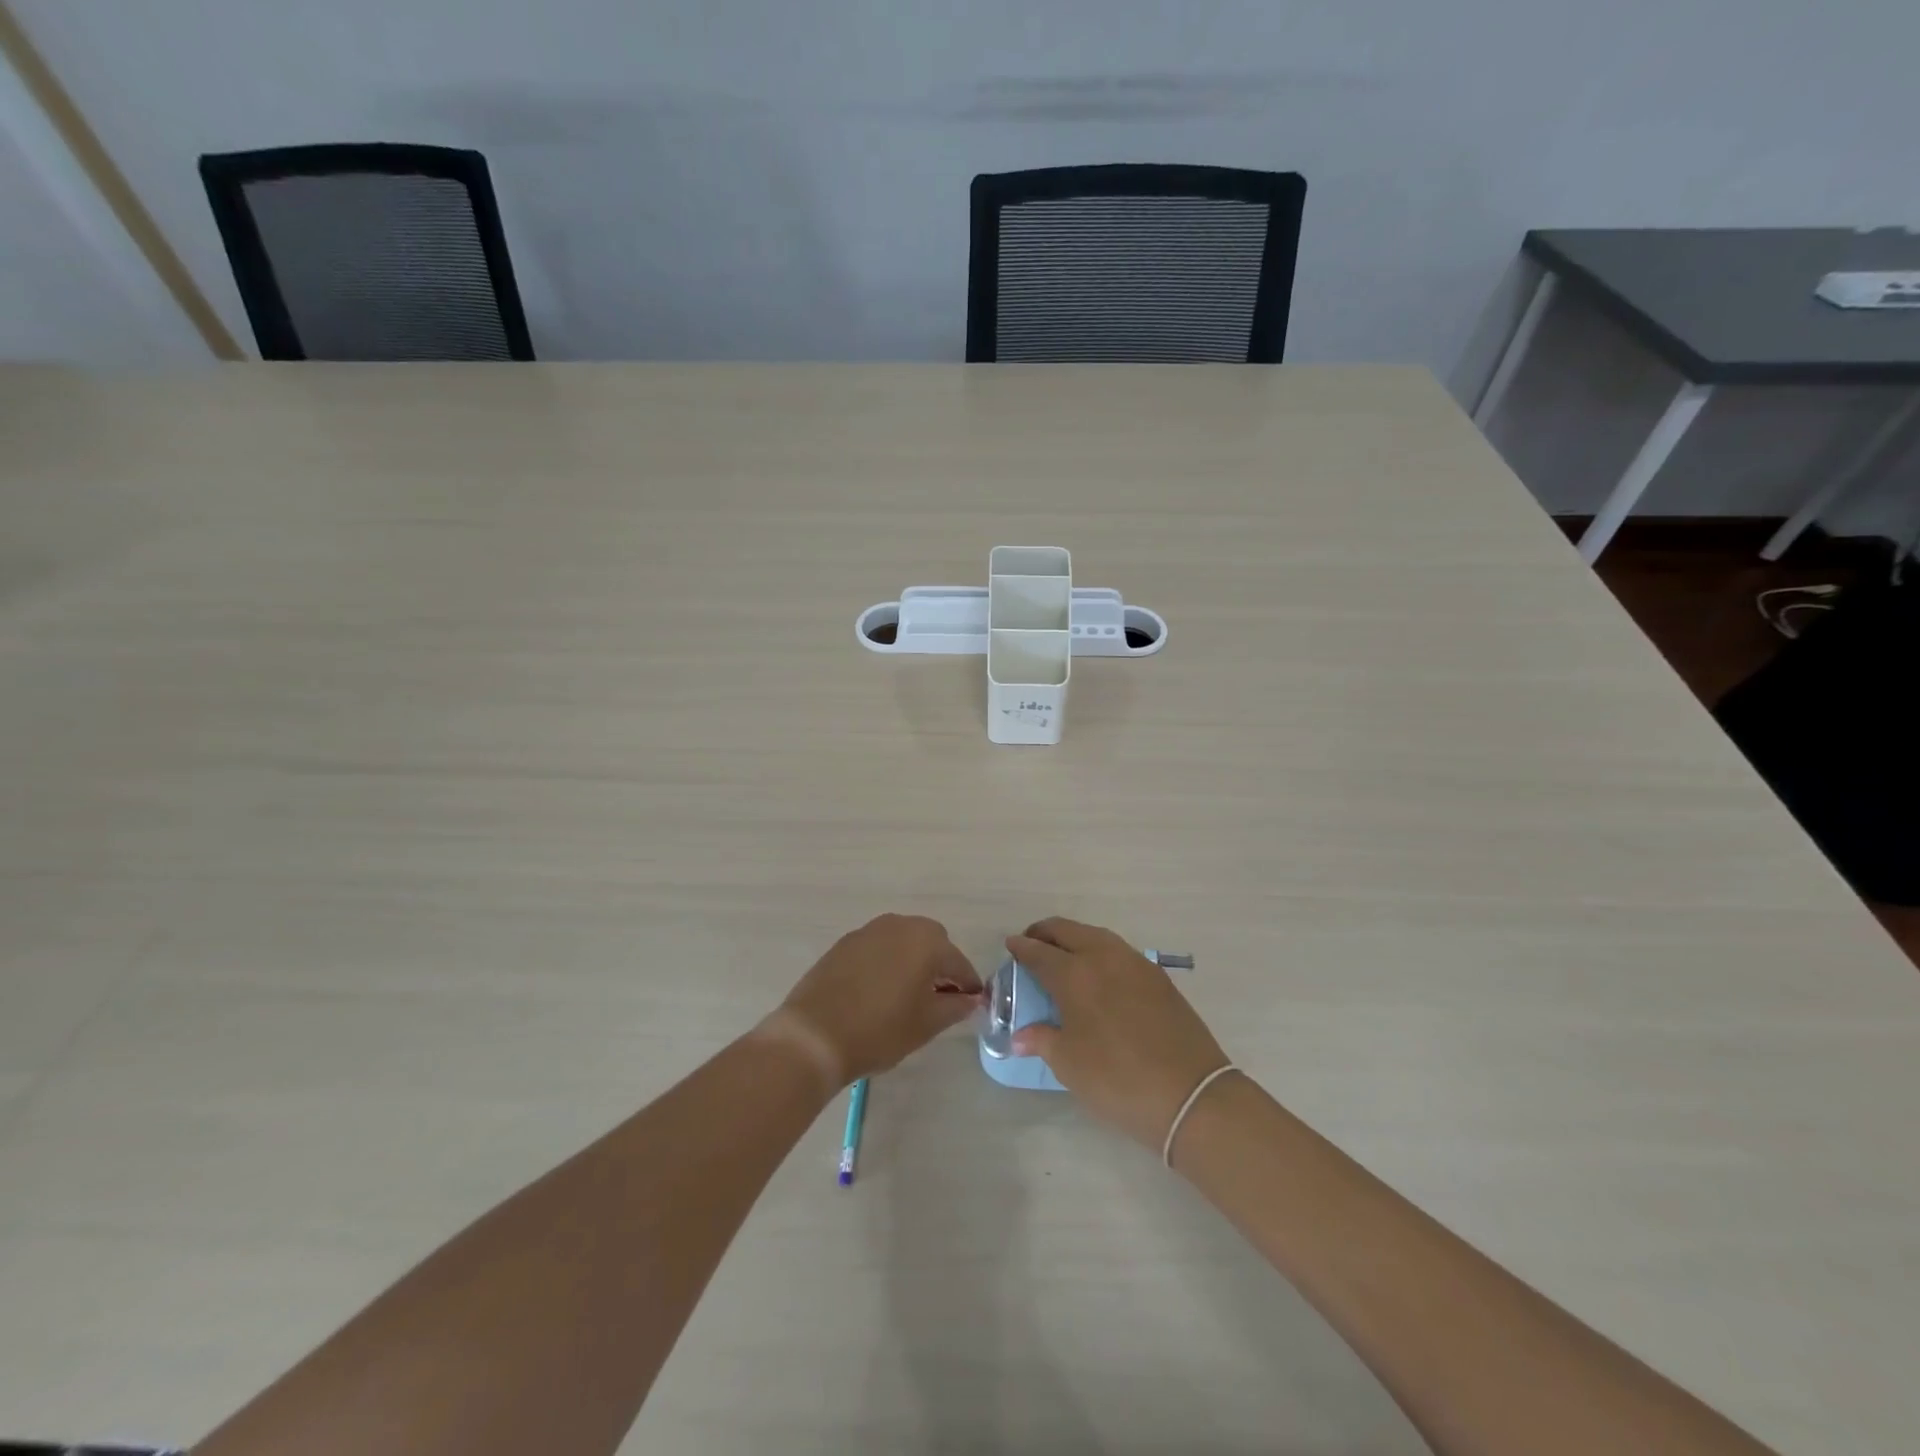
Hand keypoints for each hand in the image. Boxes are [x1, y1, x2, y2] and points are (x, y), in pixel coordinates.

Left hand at [772, 914, 983, 1087]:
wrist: (814, 1035)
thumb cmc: (880, 1030)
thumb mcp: (926, 1024)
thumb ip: (955, 1006)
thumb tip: (971, 999)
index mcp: (926, 941)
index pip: (959, 963)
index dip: (968, 986)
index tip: (972, 1005)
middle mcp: (900, 925)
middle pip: (932, 943)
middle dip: (940, 967)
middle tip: (938, 999)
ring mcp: (869, 931)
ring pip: (903, 942)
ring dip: (912, 962)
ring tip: (907, 996)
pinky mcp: (845, 943)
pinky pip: (878, 948)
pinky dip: (887, 963)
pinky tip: (879, 991)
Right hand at [1007, 918, 1230, 1151]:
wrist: (1191, 1094)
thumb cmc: (1118, 1080)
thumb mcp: (1070, 1065)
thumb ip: (1042, 1041)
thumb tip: (1019, 1036)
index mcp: (1075, 975)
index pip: (1039, 952)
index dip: (1021, 948)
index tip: (1011, 946)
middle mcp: (1103, 958)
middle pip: (1068, 931)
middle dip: (1045, 933)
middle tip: (1032, 944)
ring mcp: (1135, 964)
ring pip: (1096, 936)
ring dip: (1074, 938)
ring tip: (1063, 956)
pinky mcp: (1158, 977)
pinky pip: (1118, 950)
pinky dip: (1099, 951)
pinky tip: (1098, 972)